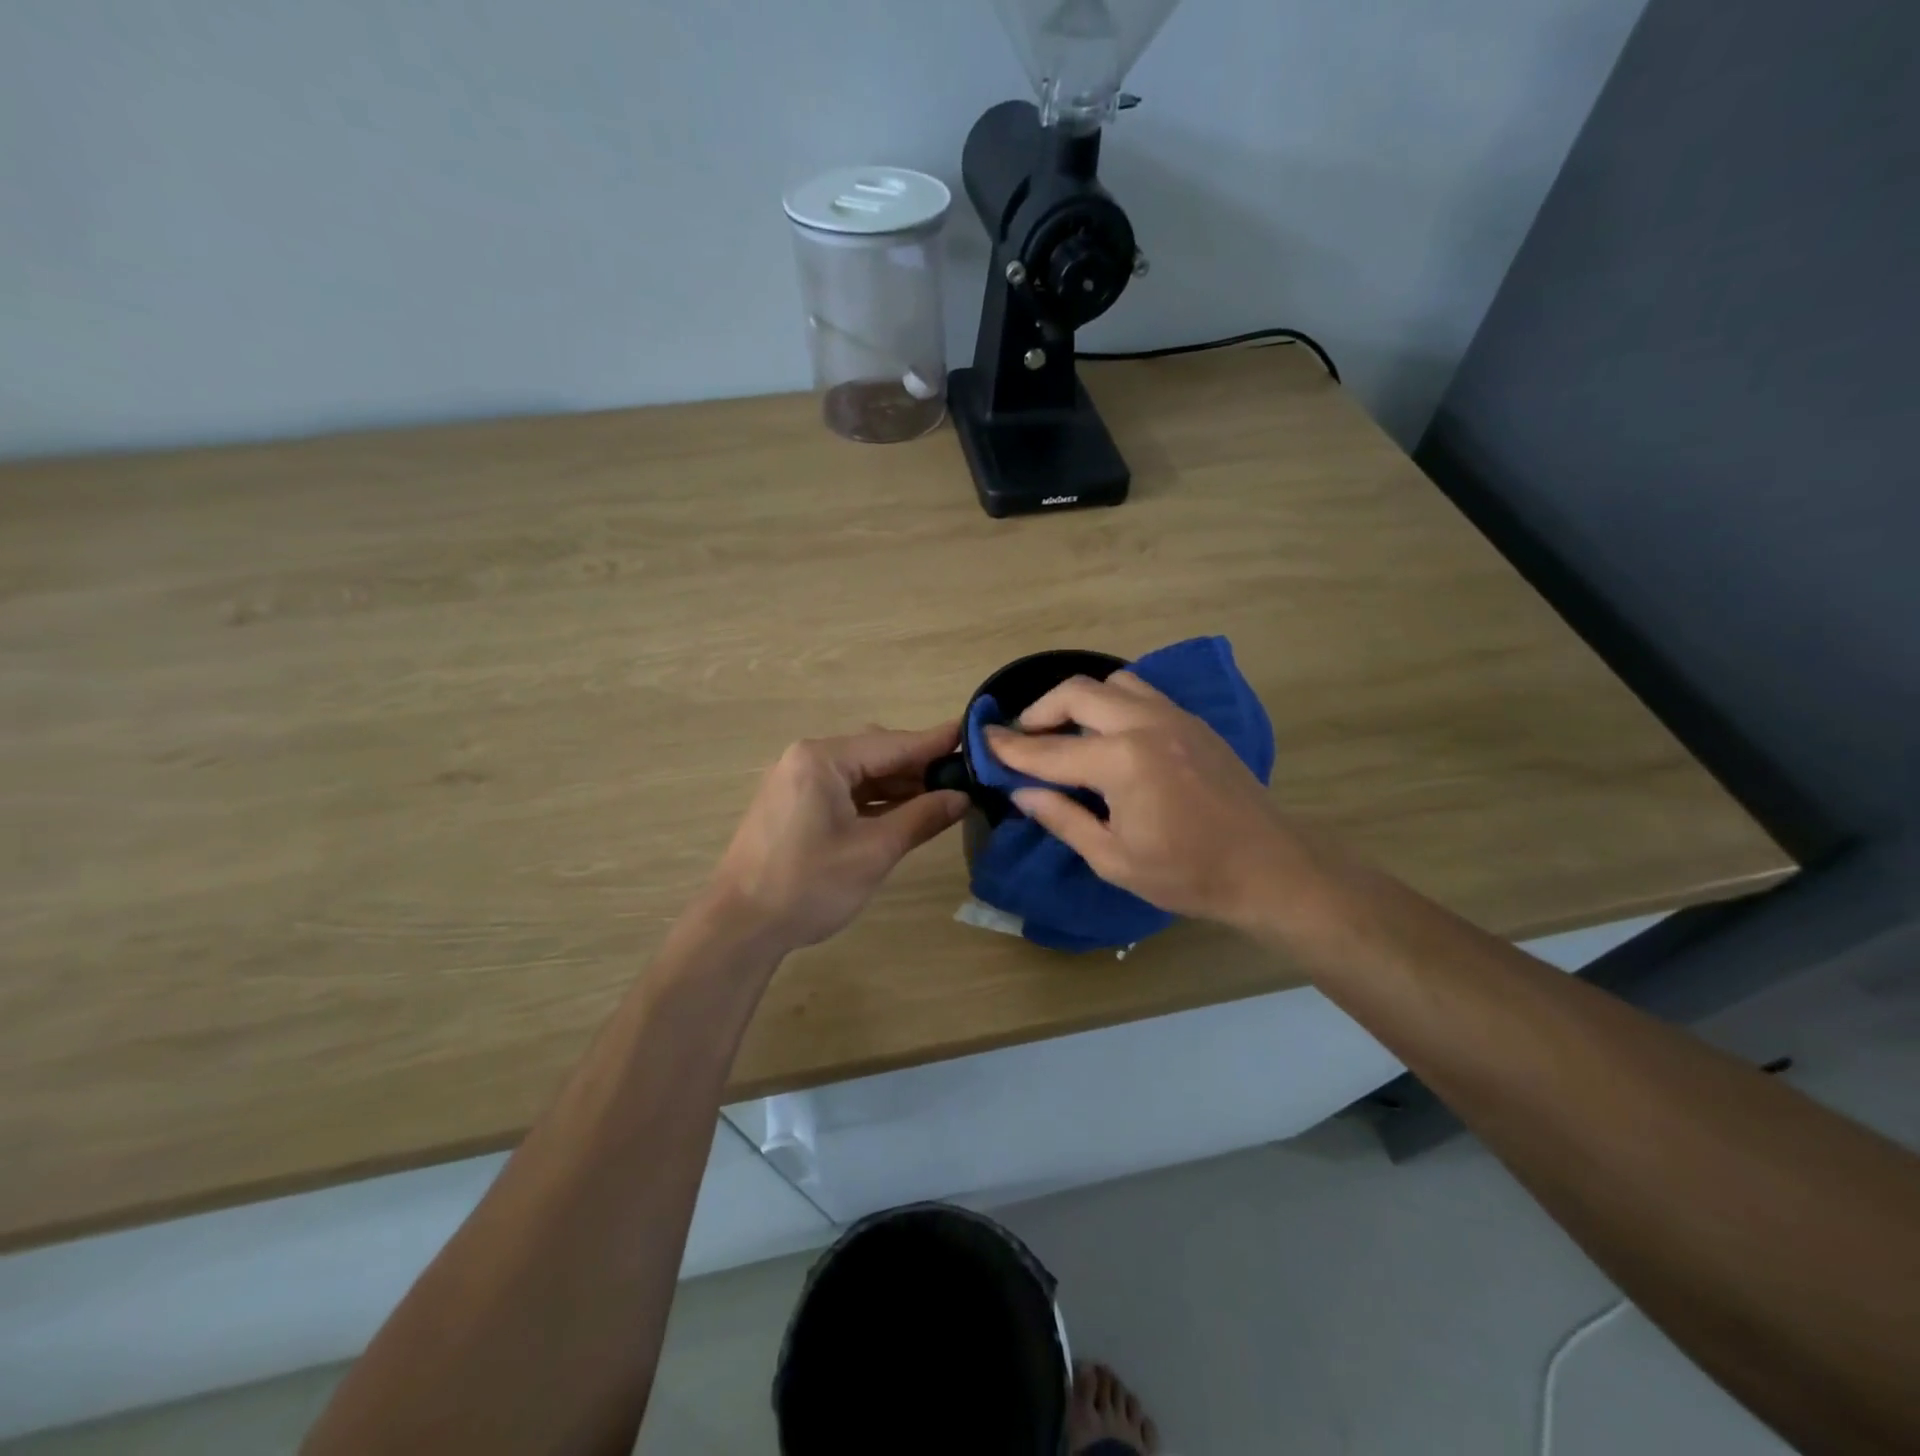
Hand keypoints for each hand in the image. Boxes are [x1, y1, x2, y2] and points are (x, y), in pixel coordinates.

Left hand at [706, 722, 968, 953]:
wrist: (738, 927)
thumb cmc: (808, 884)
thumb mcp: (874, 851)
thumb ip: (921, 817)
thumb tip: (962, 797)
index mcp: (823, 759)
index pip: (893, 744)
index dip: (936, 743)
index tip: (974, 735)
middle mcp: (807, 759)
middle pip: (876, 753)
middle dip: (918, 767)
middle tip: (964, 779)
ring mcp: (796, 782)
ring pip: (860, 774)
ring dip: (897, 785)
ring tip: (941, 798)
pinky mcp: (793, 805)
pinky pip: (843, 791)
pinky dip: (873, 800)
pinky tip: (903, 813)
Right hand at [984, 673, 1310, 930]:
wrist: (1270, 867)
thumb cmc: (1188, 874)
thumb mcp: (1114, 859)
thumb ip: (1063, 818)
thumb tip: (1023, 793)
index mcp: (1123, 761)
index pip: (1050, 751)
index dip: (1010, 749)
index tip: (983, 741)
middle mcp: (1146, 724)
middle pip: (1077, 694)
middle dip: (1040, 712)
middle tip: (1024, 740)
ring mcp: (1174, 717)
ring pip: (1112, 684)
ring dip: (1079, 702)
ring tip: (1068, 735)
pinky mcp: (1193, 722)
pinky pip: (1142, 694)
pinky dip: (1112, 705)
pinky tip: (1109, 737)